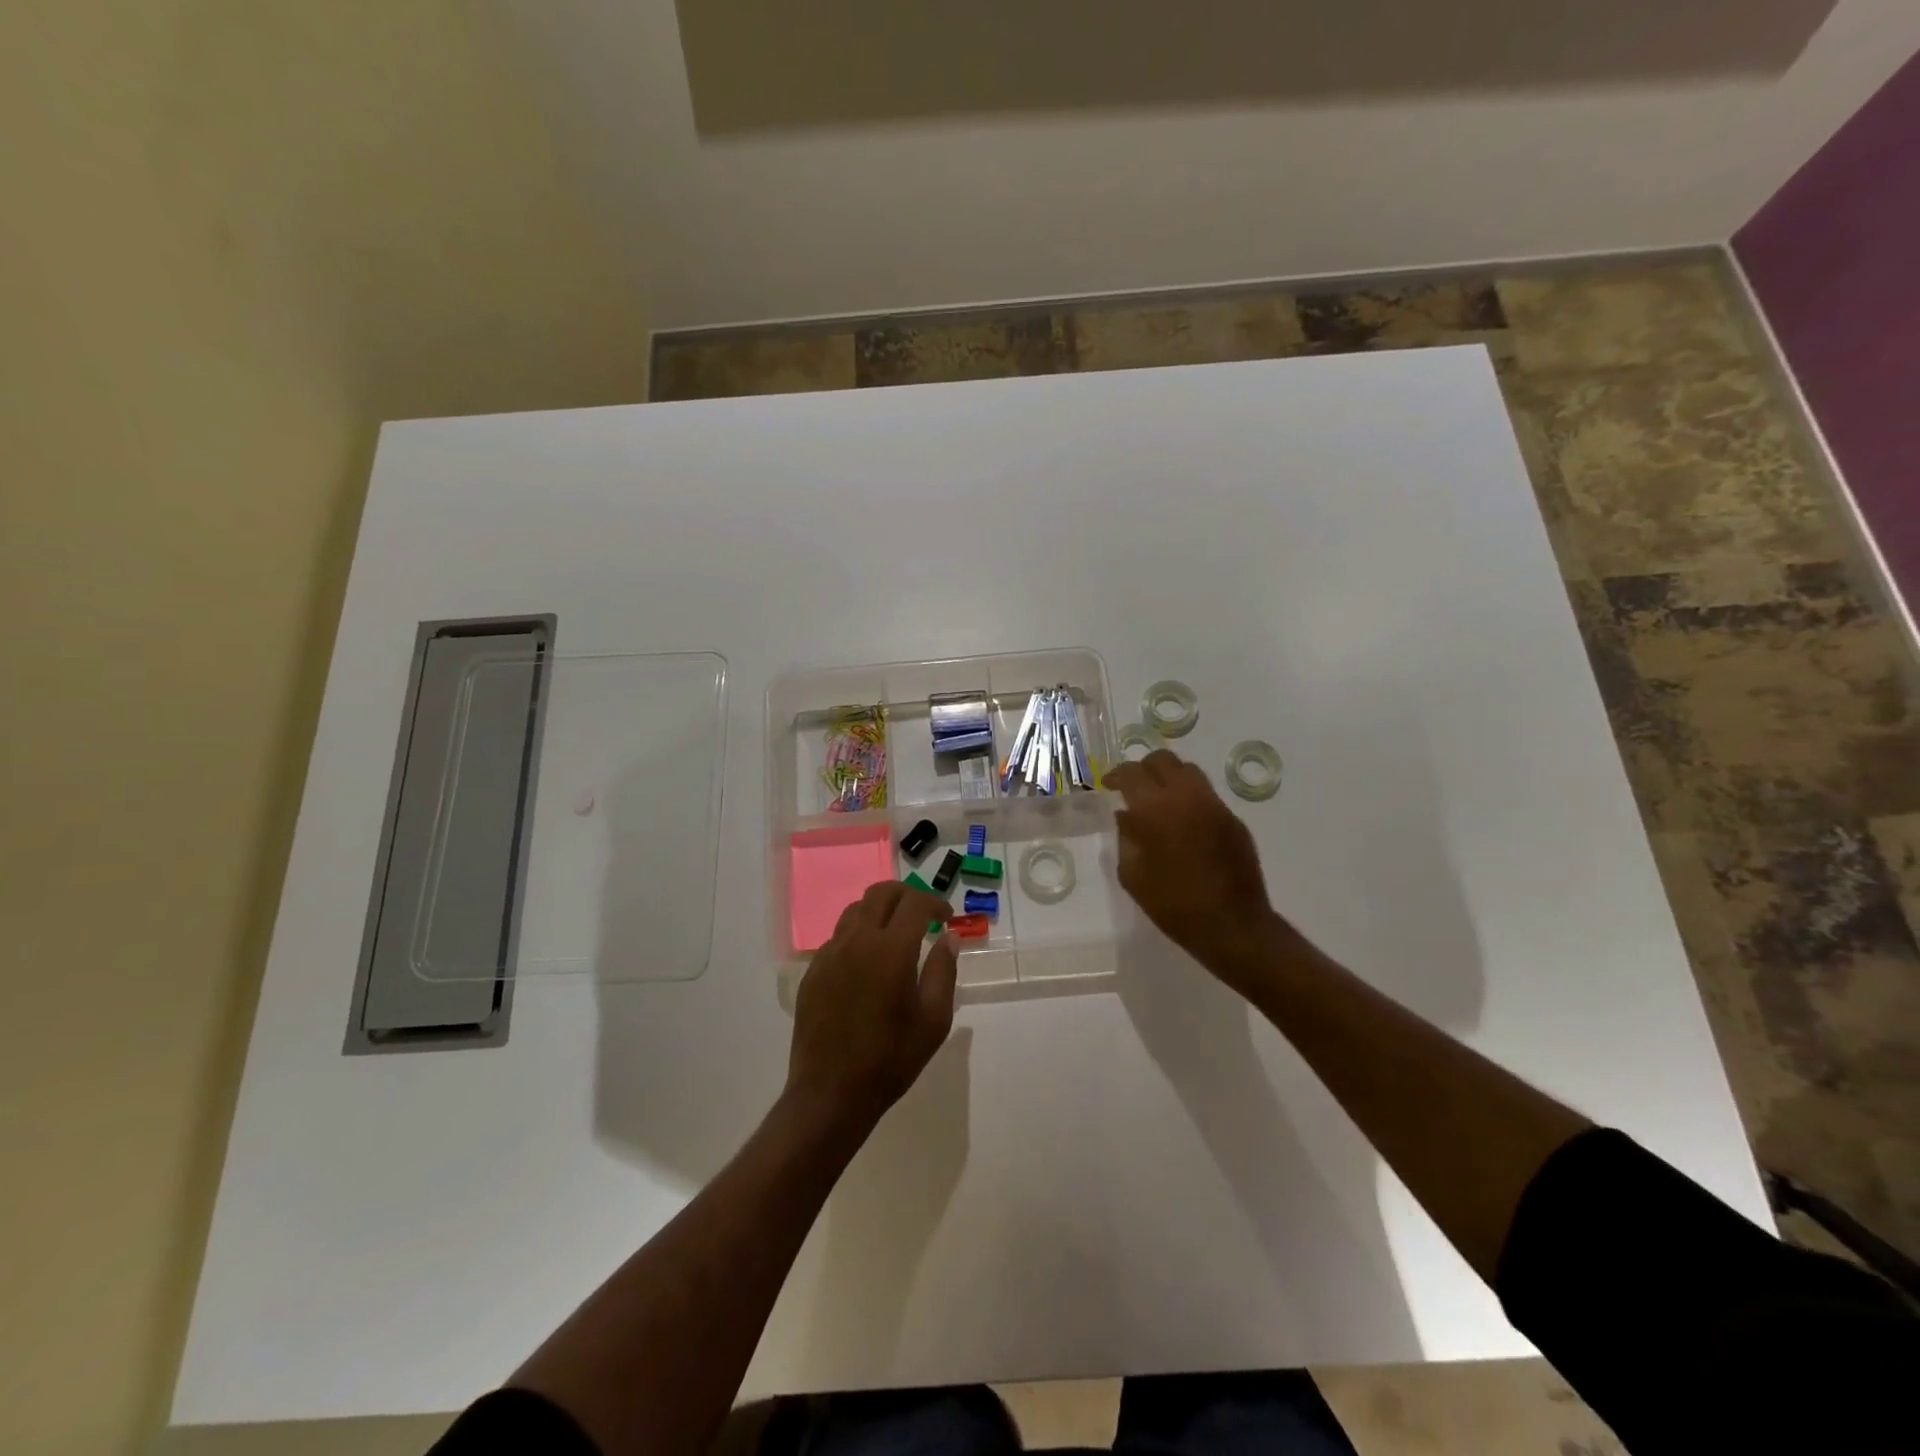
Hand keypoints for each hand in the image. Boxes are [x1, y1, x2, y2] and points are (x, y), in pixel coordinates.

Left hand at [786, 882, 959, 1138]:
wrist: (831, 1093)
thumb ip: (943, 970)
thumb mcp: (933, 1019)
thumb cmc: (891, 1059)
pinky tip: (868, 964)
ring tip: (895, 935)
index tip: (947, 918)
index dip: (935, 903)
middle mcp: (857, 940)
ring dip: (880, 911)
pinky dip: (858, 935)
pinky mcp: (813, 971)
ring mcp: (829, 954)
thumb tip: (949, 937)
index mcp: (890, 949)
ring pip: (855, 910)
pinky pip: (838, 937)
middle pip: (880, 893)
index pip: (915, 903)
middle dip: (906, 895)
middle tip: (923, 915)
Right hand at [1106, 749, 1281, 983]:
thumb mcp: (1133, 875)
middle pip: (1163, 760)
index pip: (1132, 773)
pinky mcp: (1233, 819)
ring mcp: (1215, 805)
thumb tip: (1125, 815)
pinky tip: (1183, 823)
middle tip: (1133, 787)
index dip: (1116, 775)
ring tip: (1158, 800)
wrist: (1232, 925)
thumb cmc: (1173, 905)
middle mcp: (1187, 797)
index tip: (1109, 785)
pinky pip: (1206, 794)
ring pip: (1189, 771)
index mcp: (1157, 810)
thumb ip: (1126, 838)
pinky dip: (1188, 797)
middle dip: (1144, 768)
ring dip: (1169, 778)